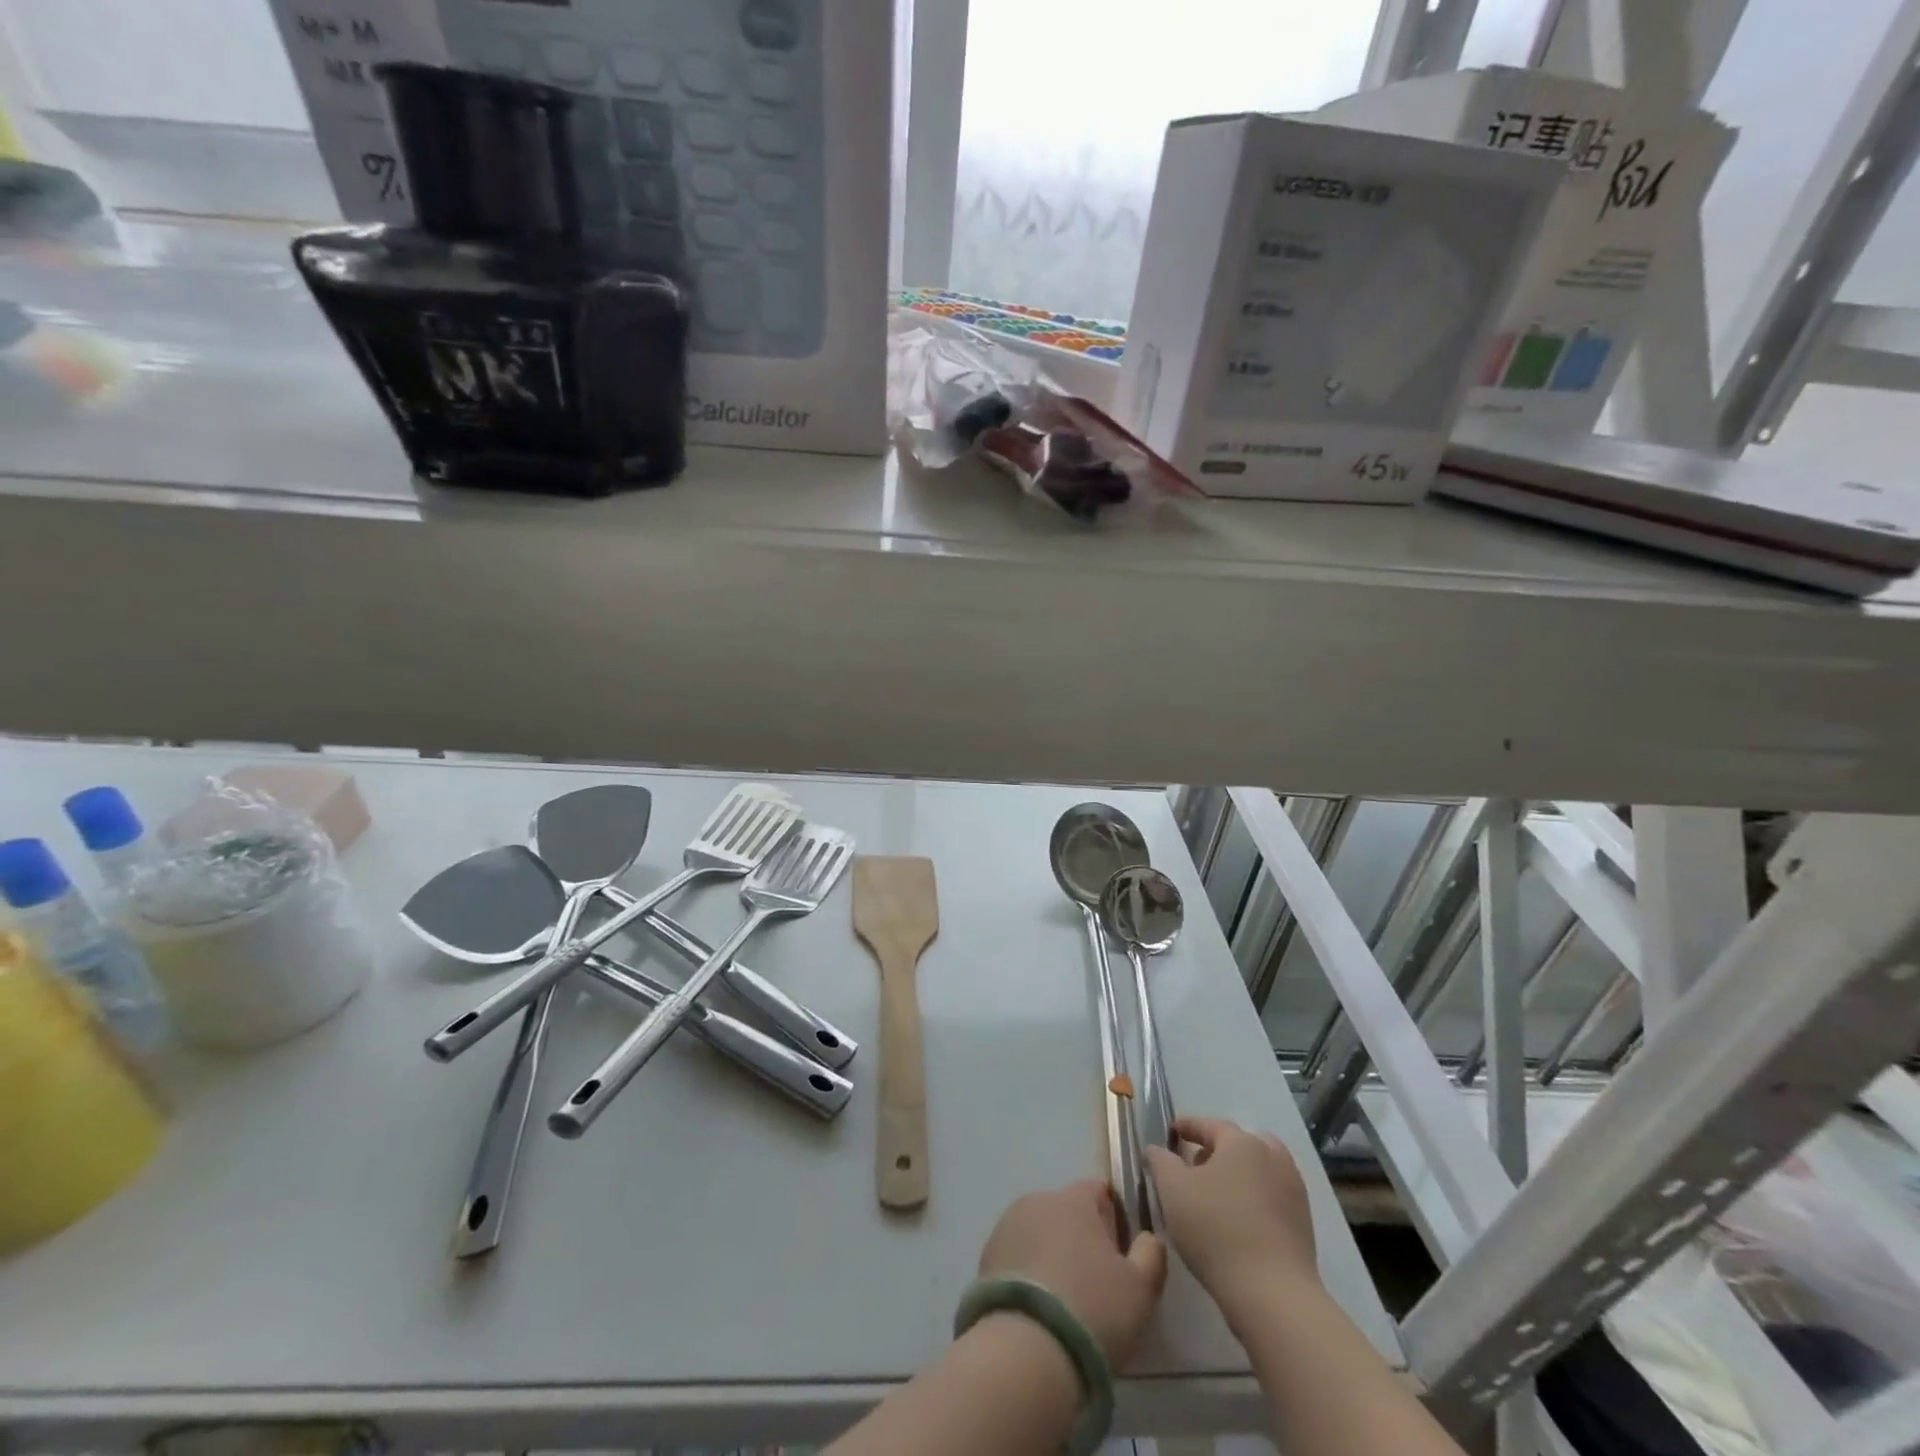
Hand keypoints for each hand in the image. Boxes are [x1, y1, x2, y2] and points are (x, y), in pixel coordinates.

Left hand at [978, 1180, 1167, 1365]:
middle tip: (1094, 1281)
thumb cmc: (1093, 1310)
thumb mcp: (1140, 1288)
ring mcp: (1007, 1225)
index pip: (1097, 1190)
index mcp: (1075, 1199)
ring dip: (1051, 1252)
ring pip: (1039, 1231)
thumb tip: (1148, 1237)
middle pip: (1066, 1211)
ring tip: (1064, 1299)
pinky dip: (1029, 1271)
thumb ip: (1151, 1253)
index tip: (1119, 1250)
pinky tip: (1038, 1307)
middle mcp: (1038, 1200)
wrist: (1027, 1349)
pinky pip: (1017, 1255)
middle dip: (1080, 1236)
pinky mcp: (986, 1255)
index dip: (1112, 1216)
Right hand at [1146, 1117, 1318, 1308]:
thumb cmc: (1216, 1231)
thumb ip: (1160, 1161)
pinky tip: (1238, 1222)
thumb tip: (1157, 1149)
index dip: (1188, 1126)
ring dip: (1239, 1175)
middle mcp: (1273, 1158)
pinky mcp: (1303, 1224)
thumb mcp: (1172, 1191)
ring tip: (1217, 1197)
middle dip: (1218, 1150)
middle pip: (1241, 1144)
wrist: (1274, 1296)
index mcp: (1243, 1143)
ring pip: (1260, 1170)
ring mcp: (1293, 1191)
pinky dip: (1254, 1199)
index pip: (1210, 1124)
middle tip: (1195, 1167)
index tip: (1172, 1132)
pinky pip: (1272, 1197)